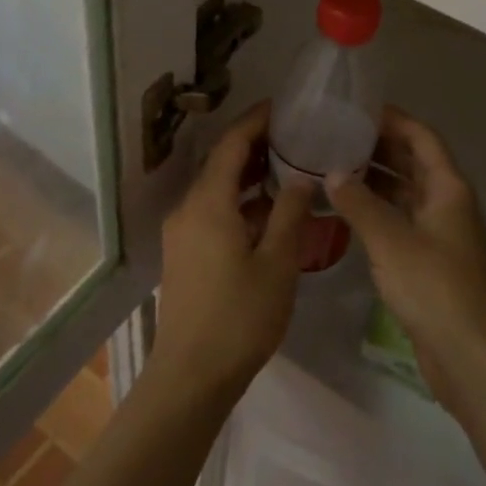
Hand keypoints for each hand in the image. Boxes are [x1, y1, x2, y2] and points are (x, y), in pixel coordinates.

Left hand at [150, 103, 310, 403]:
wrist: (190, 378)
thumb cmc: (239, 317)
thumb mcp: (277, 262)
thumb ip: (290, 212)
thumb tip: (302, 176)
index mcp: (209, 202)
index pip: (232, 144)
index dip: (257, 120)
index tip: (285, 106)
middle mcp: (189, 209)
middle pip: (222, 162)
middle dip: (257, 145)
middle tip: (296, 134)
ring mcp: (183, 233)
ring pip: (218, 189)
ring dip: (250, 175)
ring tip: (290, 166)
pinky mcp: (184, 254)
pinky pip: (214, 211)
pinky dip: (241, 201)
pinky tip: (270, 211)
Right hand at [326, 107, 485, 412]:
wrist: (467, 354)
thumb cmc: (433, 287)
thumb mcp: (390, 240)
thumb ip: (359, 203)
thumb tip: (332, 173)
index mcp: (448, 188)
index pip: (422, 138)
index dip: (395, 120)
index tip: (360, 109)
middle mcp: (447, 202)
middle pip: (414, 161)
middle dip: (380, 146)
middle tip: (339, 135)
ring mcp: (440, 232)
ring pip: (406, 191)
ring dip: (377, 178)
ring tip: (335, 165)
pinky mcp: (430, 258)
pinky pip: (401, 218)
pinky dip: (378, 208)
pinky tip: (348, 209)